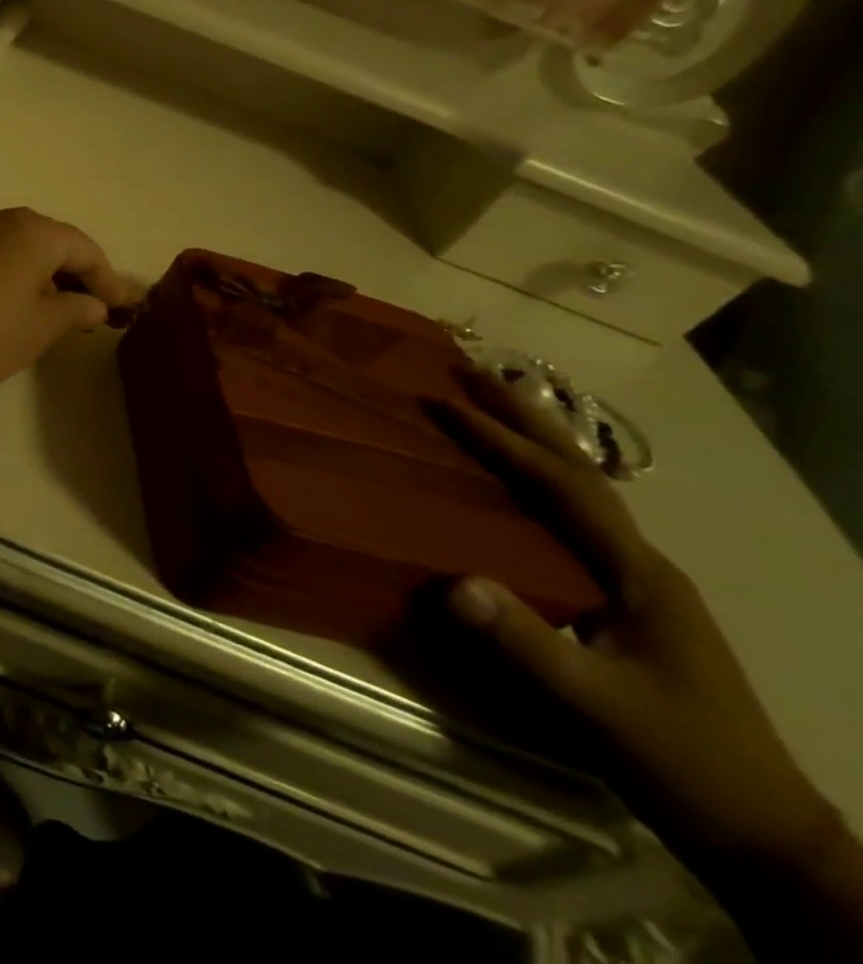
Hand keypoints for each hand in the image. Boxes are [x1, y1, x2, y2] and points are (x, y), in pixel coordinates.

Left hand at [0, 208, 144, 403]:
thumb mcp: (40, 327)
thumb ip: (74, 310)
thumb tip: (93, 303)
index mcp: (36, 231)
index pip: (86, 250)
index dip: (110, 281)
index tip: (130, 308)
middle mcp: (4, 221)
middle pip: (55, 245)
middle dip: (79, 277)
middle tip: (100, 310)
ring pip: (24, 252)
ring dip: (46, 279)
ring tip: (62, 313)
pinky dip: (18, 280)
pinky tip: (20, 307)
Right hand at [441, 369, 836, 870]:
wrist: (759, 833)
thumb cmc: (681, 761)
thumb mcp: (598, 707)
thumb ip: (526, 644)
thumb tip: (452, 581)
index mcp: (639, 574)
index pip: (562, 487)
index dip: (503, 441)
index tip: (445, 401)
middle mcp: (640, 563)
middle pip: (577, 472)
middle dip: (524, 418)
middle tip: (469, 371)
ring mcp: (635, 582)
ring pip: (576, 492)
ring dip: (531, 443)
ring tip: (484, 408)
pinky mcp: (621, 602)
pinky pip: (565, 522)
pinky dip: (532, 484)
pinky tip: (506, 487)